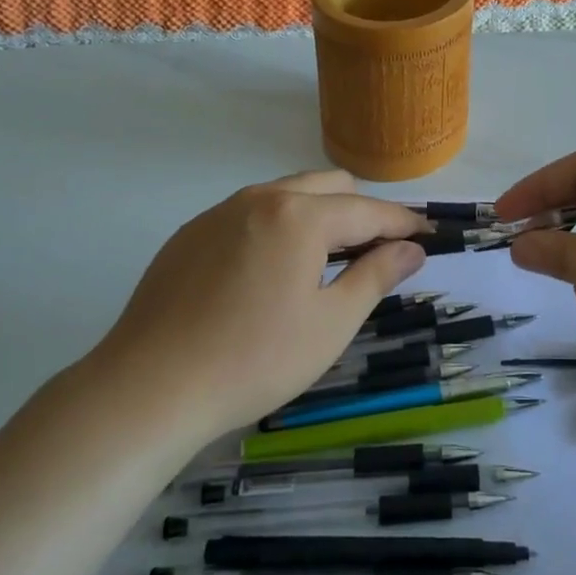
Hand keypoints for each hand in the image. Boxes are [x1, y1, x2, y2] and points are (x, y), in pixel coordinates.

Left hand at [90, 171, 426, 438]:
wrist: (148, 388)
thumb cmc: (254, 360)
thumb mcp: (330, 324)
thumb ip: (376, 276)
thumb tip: (412, 249)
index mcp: (300, 215)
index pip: (367, 210)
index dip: (403, 222)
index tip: (427, 235)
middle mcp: (260, 198)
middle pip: (328, 186)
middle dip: (360, 212)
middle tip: (375, 254)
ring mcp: (220, 212)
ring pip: (286, 194)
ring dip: (318, 216)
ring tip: (324, 263)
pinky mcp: (190, 233)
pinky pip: (249, 213)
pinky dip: (277, 228)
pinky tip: (268, 274)